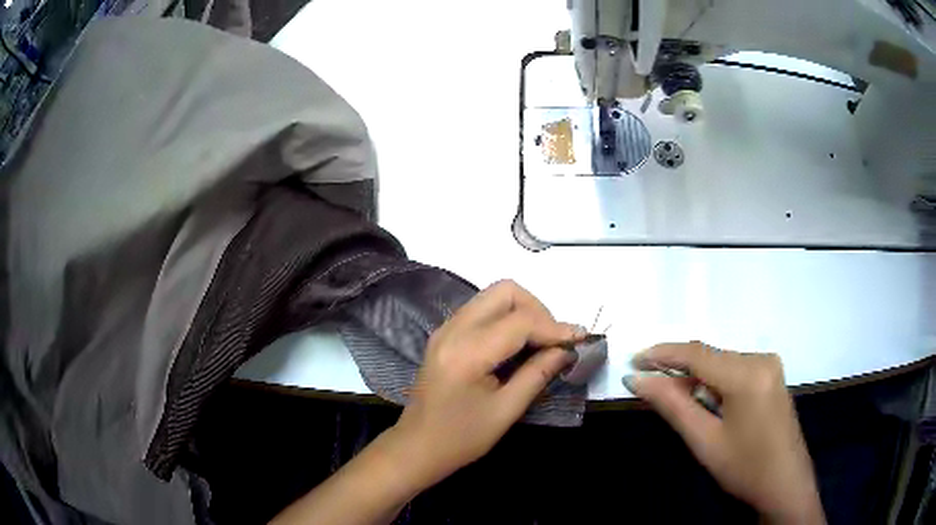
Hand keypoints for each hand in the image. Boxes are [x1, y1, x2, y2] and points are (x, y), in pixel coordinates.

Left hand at [386, 280, 582, 491]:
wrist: (417, 446)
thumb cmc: (460, 438)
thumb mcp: (505, 411)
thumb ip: (538, 374)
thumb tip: (567, 350)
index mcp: (467, 352)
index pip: (520, 321)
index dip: (555, 327)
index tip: (579, 339)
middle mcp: (453, 329)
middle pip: (505, 291)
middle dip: (537, 309)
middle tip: (554, 340)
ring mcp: (446, 329)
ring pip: (493, 296)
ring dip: (522, 312)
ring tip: (540, 343)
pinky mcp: (445, 334)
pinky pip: (482, 310)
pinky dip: (506, 318)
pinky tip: (518, 345)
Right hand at [623, 342, 824, 524]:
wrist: (784, 483)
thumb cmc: (744, 467)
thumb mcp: (705, 440)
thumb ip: (672, 405)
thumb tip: (638, 380)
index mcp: (747, 373)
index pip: (697, 353)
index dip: (662, 354)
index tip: (633, 361)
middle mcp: (761, 359)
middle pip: (710, 357)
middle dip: (678, 370)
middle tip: (650, 389)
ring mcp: (770, 366)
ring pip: (721, 363)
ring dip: (696, 378)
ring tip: (676, 401)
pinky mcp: (772, 376)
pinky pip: (735, 370)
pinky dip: (714, 382)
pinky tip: (705, 402)